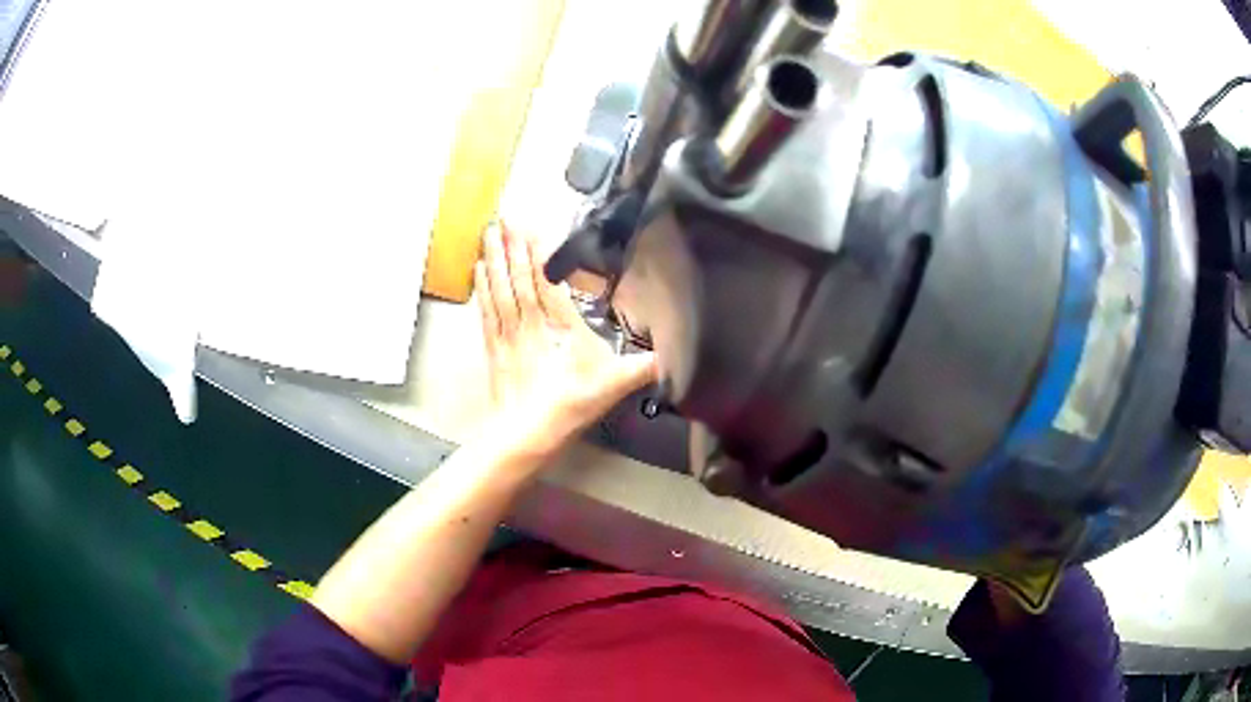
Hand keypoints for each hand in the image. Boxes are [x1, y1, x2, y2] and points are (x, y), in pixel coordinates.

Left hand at [474, 222, 655, 461]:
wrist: (526, 435)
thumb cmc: (569, 406)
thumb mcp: (613, 385)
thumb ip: (642, 368)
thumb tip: (673, 355)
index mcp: (558, 327)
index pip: (546, 282)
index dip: (537, 254)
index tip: (529, 227)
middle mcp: (529, 325)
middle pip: (518, 279)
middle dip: (510, 246)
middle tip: (501, 216)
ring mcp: (508, 335)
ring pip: (499, 289)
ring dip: (493, 259)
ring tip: (487, 232)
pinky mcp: (494, 349)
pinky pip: (487, 311)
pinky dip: (483, 288)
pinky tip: (478, 270)